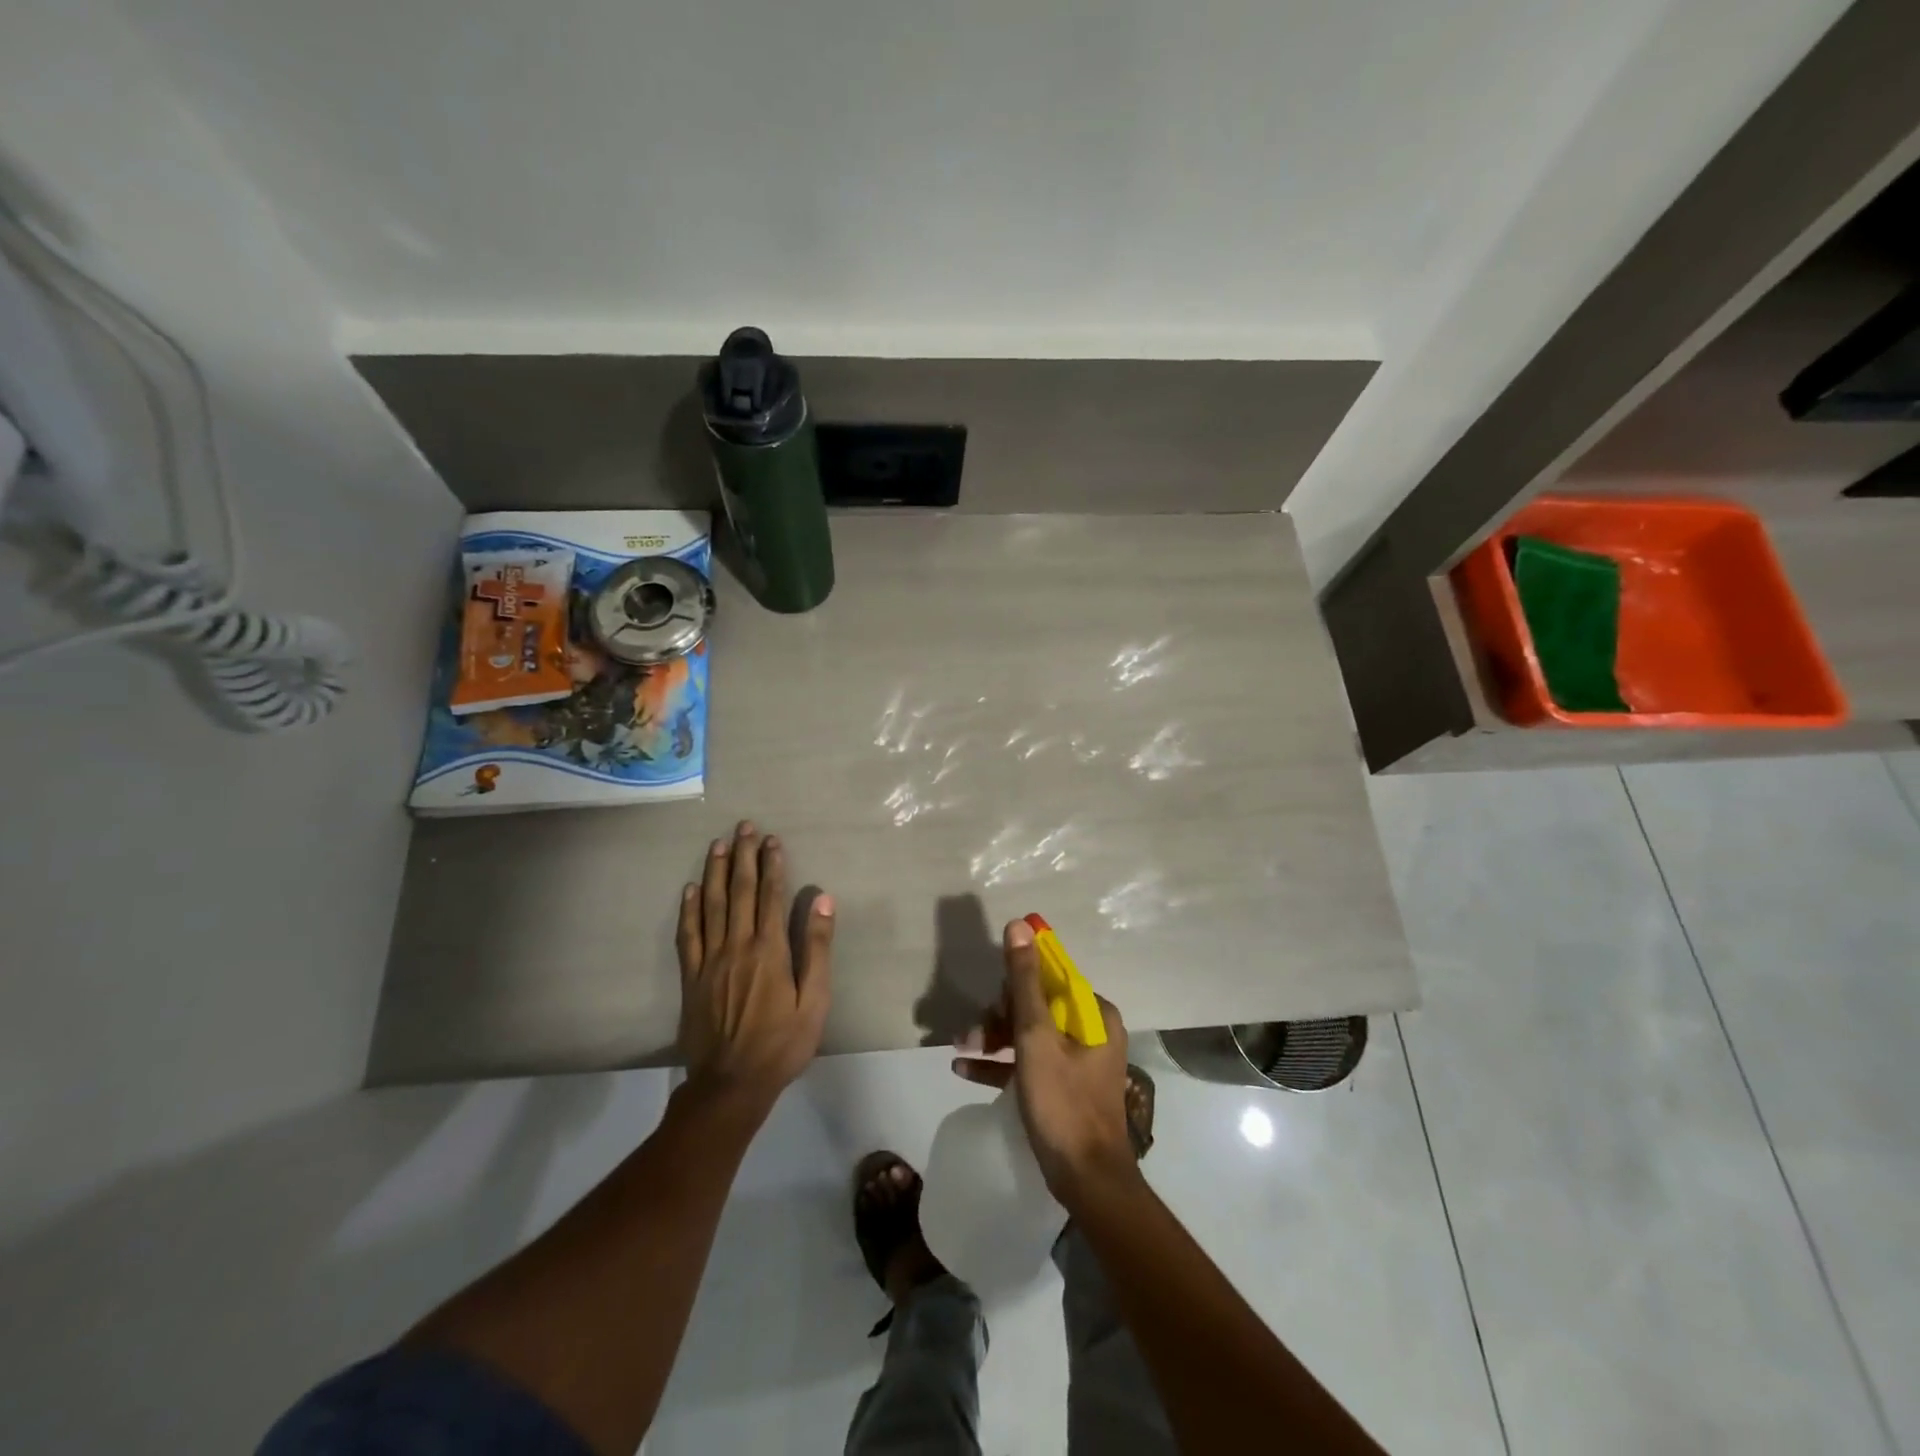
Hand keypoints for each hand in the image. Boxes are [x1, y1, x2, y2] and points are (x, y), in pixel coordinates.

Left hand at [676, 821, 833, 1115]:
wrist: (731, 1084)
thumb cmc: (781, 1044)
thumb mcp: (815, 1002)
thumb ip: (817, 949)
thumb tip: (822, 901)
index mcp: (769, 950)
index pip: (770, 896)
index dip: (772, 865)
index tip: (773, 840)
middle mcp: (737, 946)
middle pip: (739, 892)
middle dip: (744, 856)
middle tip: (745, 827)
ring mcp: (709, 961)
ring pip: (711, 906)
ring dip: (715, 872)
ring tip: (718, 844)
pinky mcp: (691, 977)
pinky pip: (687, 935)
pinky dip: (689, 909)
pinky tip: (691, 889)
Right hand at [952, 919, 1138, 1211]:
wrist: (1086, 1182)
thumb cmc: (1062, 1102)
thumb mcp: (1036, 1037)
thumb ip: (1024, 982)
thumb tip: (1019, 925)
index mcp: (1093, 1014)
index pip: (1051, 978)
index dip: (1017, 983)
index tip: (993, 1001)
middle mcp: (1090, 1031)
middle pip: (1037, 1005)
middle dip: (999, 1016)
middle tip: (972, 1031)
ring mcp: (1078, 1062)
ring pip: (1029, 1034)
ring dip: (993, 1039)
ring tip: (960, 1048)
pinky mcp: (1063, 1088)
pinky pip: (1028, 1063)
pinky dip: (1000, 1064)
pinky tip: (963, 1067)